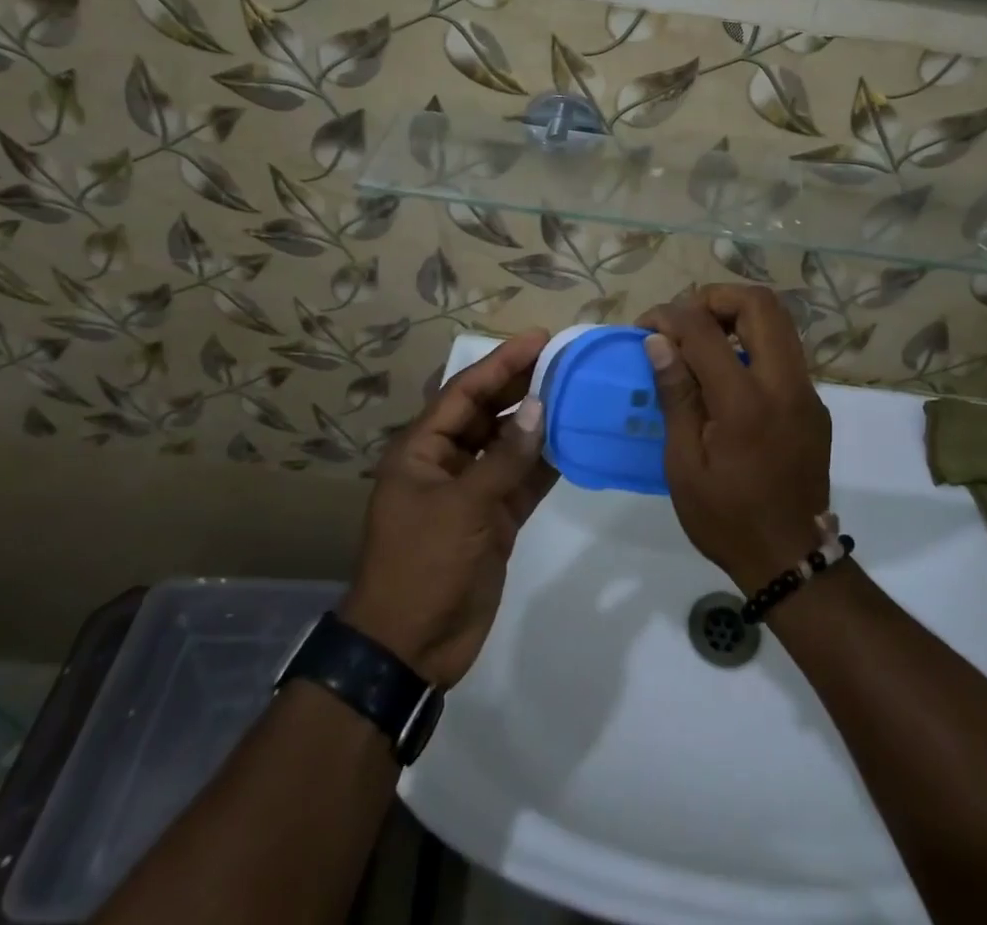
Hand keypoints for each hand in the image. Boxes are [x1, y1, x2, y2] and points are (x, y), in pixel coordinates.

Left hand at [339, 329, 554, 688]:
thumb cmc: (423, 565)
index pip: (465, 392)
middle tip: (564, 360)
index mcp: (422, 450)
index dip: (501, 362)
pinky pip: (523, 480)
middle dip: (522, 386)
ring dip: (538, 422)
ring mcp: (471, 491)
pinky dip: (546, 463)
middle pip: (488, 412)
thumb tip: (539, 408)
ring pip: (509, 445)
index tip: (539, 339)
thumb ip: (504, 458)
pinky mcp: (493, 519)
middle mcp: (446, 462)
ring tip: (576, 393)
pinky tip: (574, 442)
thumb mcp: (462, 507)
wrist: (410, 647)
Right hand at [639, 286, 831, 591]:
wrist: (791, 559)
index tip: (646, 326)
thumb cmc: (726, 517)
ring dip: (738, 315)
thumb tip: (658, 341)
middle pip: (760, 303)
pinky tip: (727, 373)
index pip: (706, 330)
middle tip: (683, 320)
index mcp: (746, 403)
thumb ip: (676, 395)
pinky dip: (753, 342)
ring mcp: (807, 392)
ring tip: (702, 339)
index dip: (670, 315)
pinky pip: (785, 351)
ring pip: (780, 321)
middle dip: (715, 297)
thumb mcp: (684, 464)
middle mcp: (785, 384)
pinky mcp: (814, 404)